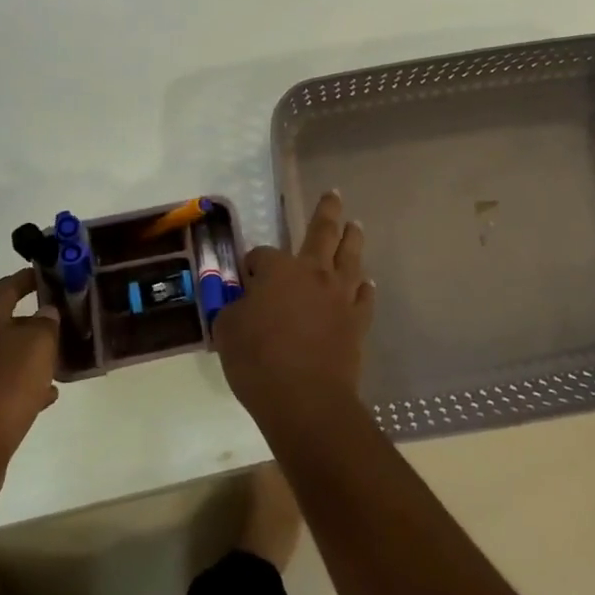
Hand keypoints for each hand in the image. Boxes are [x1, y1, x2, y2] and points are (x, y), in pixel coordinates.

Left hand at [0, 269, 59, 511]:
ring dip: (31, 356)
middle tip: (63, 320)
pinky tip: (46, 396)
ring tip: (60, 359)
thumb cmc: (5, 385)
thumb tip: (46, 312)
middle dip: (33, 320)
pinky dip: (24, 386)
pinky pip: (3, 387)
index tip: (51, 275)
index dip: (28, 278)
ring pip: (5, 357)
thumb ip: (46, 323)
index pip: (5, 287)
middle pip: (4, 322)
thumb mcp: (38, 344)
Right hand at [214, 190, 375, 433]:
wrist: (307, 400)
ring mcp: (341, 296)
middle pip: (323, 233)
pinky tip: (366, 283)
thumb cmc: (259, 360)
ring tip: (356, 226)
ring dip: (353, 239)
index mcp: (280, 269)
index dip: (253, 263)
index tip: (246, 276)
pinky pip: (364, 297)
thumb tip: (240, 304)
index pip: (263, 255)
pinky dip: (364, 287)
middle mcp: (314, 273)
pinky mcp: (358, 322)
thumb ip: (233, 309)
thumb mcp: (227, 331)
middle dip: (328, 211)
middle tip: (335, 194)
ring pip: (351, 257)